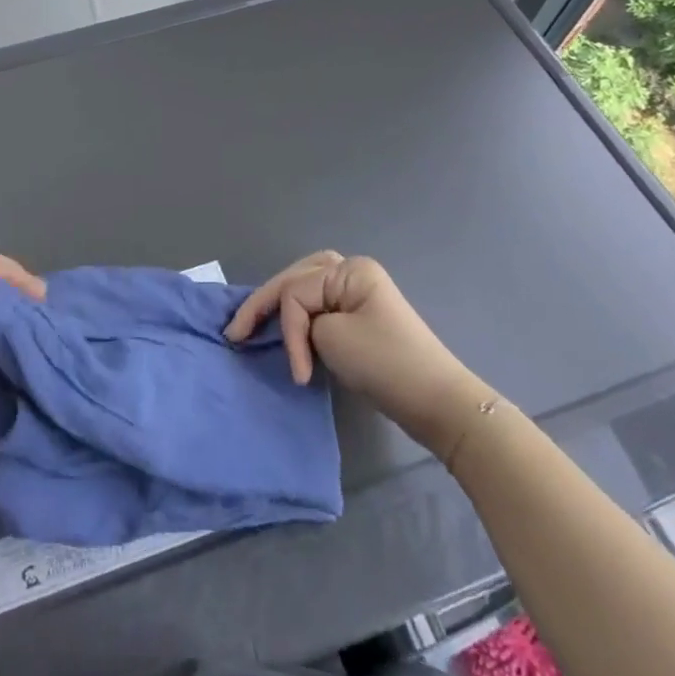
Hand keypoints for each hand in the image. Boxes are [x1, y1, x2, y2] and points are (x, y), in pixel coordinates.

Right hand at [224, 252, 493, 452]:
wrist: (438, 405)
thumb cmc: (386, 365)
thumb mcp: (333, 338)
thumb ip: (302, 322)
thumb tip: (296, 328)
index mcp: (349, 270)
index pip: (296, 292)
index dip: (287, 330)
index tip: (297, 373)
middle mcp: (352, 271)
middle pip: (295, 279)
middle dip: (265, 304)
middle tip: (236, 331)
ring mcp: (357, 292)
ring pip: (304, 288)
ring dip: (280, 306)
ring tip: (254, 323)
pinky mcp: (360, 316)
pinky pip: (317, 305)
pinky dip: (299, 316)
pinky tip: (285, 326)